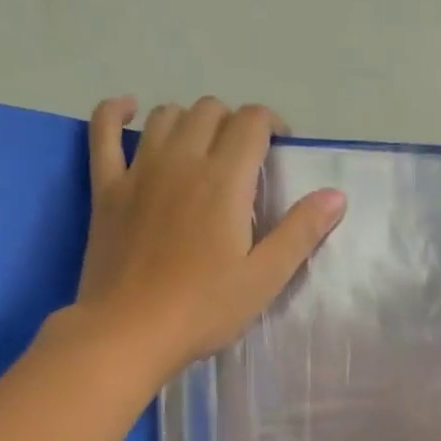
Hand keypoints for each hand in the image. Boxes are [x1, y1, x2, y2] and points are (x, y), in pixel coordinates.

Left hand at [75, 96, 345, 375]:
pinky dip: (116, 111)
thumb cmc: (205, 310)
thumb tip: (336, 194)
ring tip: (203, 149)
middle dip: (234, 123)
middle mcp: (181, 160)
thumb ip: (300, 232)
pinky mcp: (107, 188)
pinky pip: (104, 131)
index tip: (281, 149)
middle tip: (246, 160)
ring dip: (190, 120)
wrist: (131, 331)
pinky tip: (128, 110)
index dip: (271, 125)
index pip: (252, 123)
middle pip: (210, 111)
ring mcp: (139, 170)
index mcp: (224, 180)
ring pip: (166, 115)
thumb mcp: (264, 278)